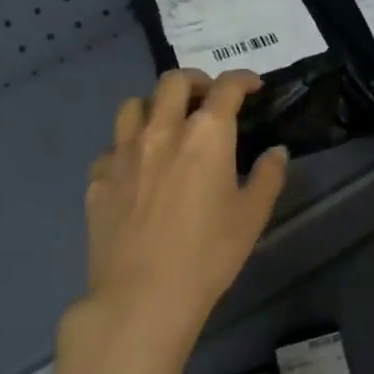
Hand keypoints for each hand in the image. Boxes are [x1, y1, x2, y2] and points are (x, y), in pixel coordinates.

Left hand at [81, 69, 288, 341]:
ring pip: (133, 105)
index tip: (252, 86)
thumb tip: (276, 152)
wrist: (144, 294)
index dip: (242, 79)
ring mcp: (122, 153)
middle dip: (196, 81)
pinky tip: (137, 169)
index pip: (225, 88)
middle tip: (208, 98)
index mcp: (206, 135)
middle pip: (173, 82)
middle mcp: (162, 131)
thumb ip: (268, 176)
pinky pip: (112, 147)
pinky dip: (128, 147)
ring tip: (167, 124)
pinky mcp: (98, 179)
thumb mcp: (252, 216)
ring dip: (155, 106)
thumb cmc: (209, 254)